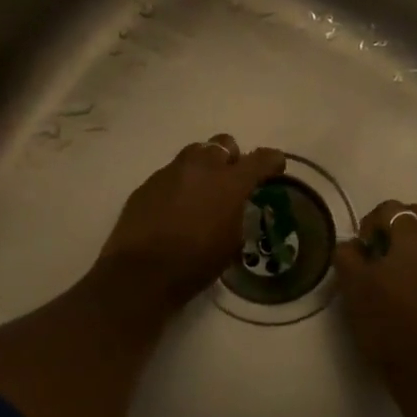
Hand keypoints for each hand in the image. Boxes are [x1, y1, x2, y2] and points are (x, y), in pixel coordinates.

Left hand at [100, 135, 287, 310]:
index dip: (272, 161)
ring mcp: (171, 171)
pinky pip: (171, 173)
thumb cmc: (195, 263)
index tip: (275, 169)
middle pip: (224, 143)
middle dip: (232, 157)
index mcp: (230, 182)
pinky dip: (179, 184)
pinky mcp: (148, 183)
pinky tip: (175, 207)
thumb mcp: (231, 243)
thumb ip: (238, 215)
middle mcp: (202, 167)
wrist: (140, 274)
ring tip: (202, 191)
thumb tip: (235, 207)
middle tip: (231, 180)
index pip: (261, 158)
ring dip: (204, 166)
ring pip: (195, 153)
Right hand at [334, 200, 416, 395]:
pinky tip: (399, 288)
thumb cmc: (387, 321)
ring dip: (403, 244)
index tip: (358, 248)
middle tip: (371, 253)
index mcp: (416, 238)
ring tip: (383, 272)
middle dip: (389, 227)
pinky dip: (415, 261)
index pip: (392, 208)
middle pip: (413, 217)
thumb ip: (347, 255)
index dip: (369, 221)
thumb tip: (352, 247)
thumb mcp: (354, 285)